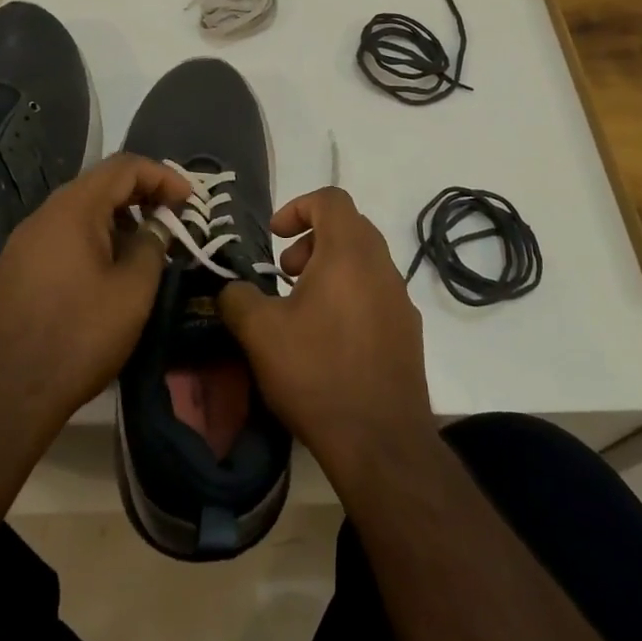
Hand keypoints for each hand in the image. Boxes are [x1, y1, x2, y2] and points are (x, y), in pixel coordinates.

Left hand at [0, 153, 190, 444]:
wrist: (3, 395)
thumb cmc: (78, 336)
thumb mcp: (132, 290)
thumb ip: (152, 245)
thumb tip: (157, 226)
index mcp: (73, 209)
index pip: (123, 166)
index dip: (162, 175)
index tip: (189, 200)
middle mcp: (44, 214)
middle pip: (99, 183)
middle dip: (141, 194)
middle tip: (172, 217)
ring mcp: (24, 242)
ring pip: (80, 211)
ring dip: (118, 218)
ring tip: (146, 245)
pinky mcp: (16, 269)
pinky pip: (62, 235)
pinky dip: (94, 237)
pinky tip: (109, 270)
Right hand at [218, 186, 435, 479]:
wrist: (381, 441)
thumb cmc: (317, 373)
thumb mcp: (260, 333)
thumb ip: (237, 297)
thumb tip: (232, 288)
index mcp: (349, 252)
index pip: (331, 199)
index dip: (297, 206)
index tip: (274, 237)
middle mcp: (382, 265)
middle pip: (349, 226)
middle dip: (312, 240)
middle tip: (285, 274)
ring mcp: (401, 298)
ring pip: (364, 260)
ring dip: (331, 268)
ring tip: (302, 307)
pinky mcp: (408, 330)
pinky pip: (377, 292)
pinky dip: (350, 294)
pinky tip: (329, 338)